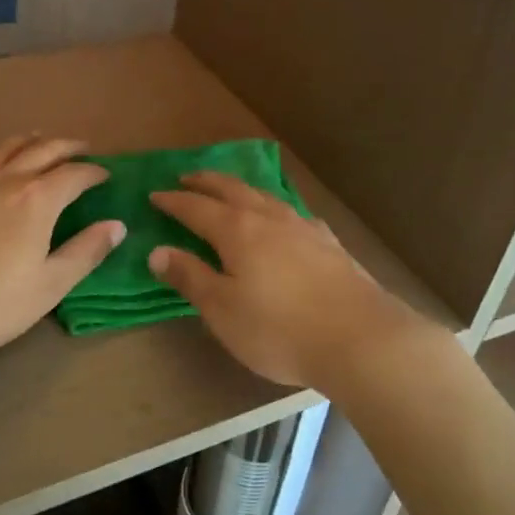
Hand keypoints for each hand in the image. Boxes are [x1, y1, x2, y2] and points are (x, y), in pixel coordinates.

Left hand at [0, 134, 123, 362]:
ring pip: (4, 148)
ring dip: (29, 141)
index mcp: (37, 200)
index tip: (106, 175)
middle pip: (42, 150)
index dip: (94, 172)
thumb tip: (116, 226)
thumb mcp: (49, 286)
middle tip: (82, 147)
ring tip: (40, 140)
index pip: (74, 174)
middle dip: (66, 146)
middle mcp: (5, 180)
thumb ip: (85, 252)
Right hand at [147, 172, 435, 392]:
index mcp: (238, 231)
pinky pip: (292, 213)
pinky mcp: (329, 244)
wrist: (359, 338)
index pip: (196, 208)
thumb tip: (158, 250)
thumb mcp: (222, 310)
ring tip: (230, 190)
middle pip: (232, 190)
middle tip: (187, 177)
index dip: (174, 201)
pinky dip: (275, 209)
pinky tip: (283, 220)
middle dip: (206, 182)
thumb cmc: (279, 329)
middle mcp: (270, 218)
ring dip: (241, 189)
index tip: (155, 195)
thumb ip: (190, 277)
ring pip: (265, 197)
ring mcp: (303, 227)